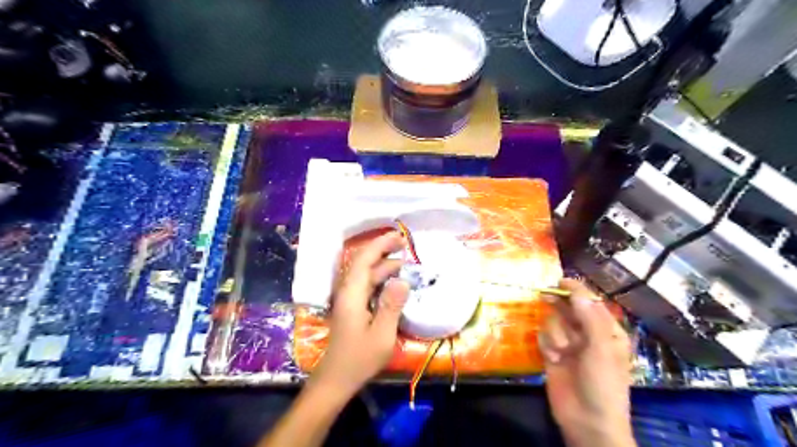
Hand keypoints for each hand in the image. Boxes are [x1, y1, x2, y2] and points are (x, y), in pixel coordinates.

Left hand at [312, 230, 410, 397]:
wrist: (337, 379)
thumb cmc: (359, 358)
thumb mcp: (382, 334)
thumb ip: (392, 305)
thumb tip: (402, 279)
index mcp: (352, 294)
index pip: (365, 260)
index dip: (380, 244)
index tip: (399, 236)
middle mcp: (348, 291)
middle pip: (364, 263)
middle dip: (384, 251)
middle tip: (407, 247)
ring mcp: (349, 299)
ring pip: (366, 274)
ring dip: (384, 266)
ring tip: (406, 264)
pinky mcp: (352, 307)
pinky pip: (367, 285)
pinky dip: (381, 279)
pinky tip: (394, 282)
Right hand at [542, 280, 636, 446]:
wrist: (587, 420)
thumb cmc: (603, 383)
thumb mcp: (600, 349)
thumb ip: (589, 318)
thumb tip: (577, 292)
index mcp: (607, 330)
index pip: (590, 302)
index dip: (576, 290)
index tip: (560, 280)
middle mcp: (587, 333)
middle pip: (568, 308)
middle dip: (558, 304)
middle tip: (544, 295)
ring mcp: (569, 343)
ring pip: (553, 322)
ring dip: (554, 333)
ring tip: (561, 351)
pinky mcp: (553, 353)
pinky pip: (544, 337)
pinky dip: (546, 344)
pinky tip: (553, 358)